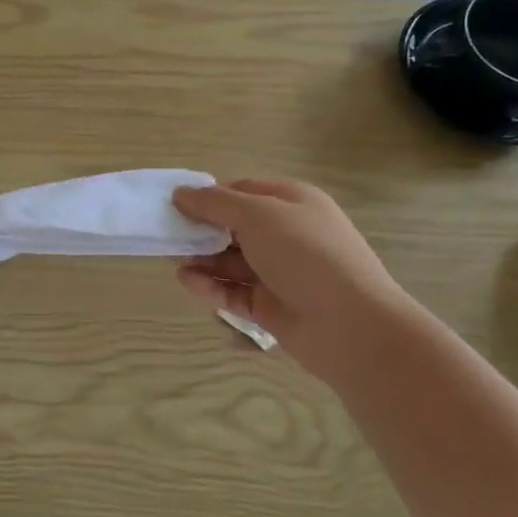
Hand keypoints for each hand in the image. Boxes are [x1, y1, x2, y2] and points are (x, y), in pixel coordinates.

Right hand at [172, 179, 413, 379]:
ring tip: (172, 261)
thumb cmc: (306, 255)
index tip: (176, 205)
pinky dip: (210, 286)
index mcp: (292, 203)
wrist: (350, 325)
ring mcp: (280, 273)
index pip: (243, 192)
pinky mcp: (270, 306)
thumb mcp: (258, 215)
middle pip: (234, 227)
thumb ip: (215, 203)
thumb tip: (181, 193)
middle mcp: (287, 235)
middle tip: (167, 236)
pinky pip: (234, 291)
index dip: (209, 197)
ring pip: (231, 261)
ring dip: (202, 259)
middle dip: (201, 230)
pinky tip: (187, 281)